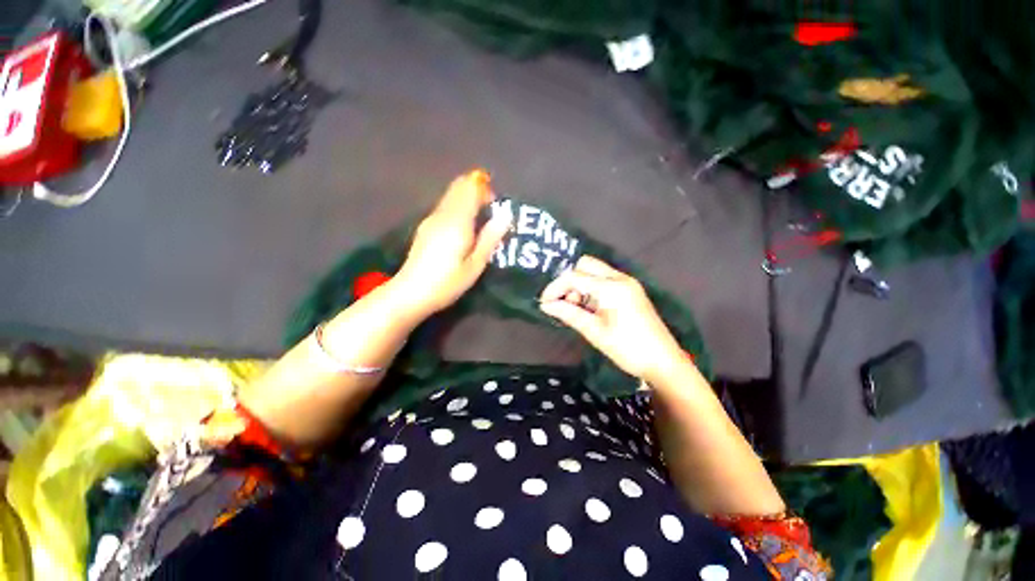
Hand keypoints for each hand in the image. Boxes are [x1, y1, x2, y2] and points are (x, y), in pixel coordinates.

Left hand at [395, 170, 510, 316]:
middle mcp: (442, 213)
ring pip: (450, 196)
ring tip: (479, 224)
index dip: (485, 190)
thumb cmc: (448, 282)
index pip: (470, 188)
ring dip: (467, 201)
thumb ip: (490, 238)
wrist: (411, 293)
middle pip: (458, 187)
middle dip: (476, 192)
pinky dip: (458, 209)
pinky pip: (445, 207)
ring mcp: (430, 219)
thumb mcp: (475, 264)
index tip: (496, 207)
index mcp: (457, 220)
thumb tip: (505, 215)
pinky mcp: (425, 227)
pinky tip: (463, 231)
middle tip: (490, 214)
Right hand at [539, 256, 686, 381]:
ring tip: (577, 309)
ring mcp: (627, 283)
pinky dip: (591, 289)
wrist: (664, 362)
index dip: (555, 287)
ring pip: (594, 271)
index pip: (575, 277)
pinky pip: (604, 280)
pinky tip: (589, 308)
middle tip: (565, 303)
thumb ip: (569, 314)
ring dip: (580, 285)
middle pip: (585, 265)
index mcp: (612, 287)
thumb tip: (545, 305)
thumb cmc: (628, 348)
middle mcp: (620, 278)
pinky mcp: (630, 290)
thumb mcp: (595, 332)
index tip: (544, 303)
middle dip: (569, 281)